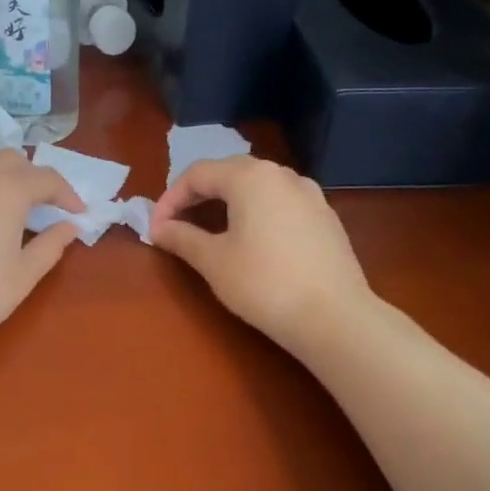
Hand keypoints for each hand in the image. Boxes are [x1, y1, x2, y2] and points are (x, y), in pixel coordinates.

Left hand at [0, 151, 83, 363]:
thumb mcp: (22, 275)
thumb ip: (50, 245)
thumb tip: (69, 226)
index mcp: (6, 189)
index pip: (46, 178)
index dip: (67, 194)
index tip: (78, 212)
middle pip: (11, 161)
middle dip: (33, 179)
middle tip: (44, 207)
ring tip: (5, 205)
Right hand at [149, 156, 373, 352]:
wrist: (334, 316)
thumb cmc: (263, 283)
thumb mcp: (214, 261)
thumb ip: (182, 238)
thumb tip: (160, 228)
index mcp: (250, 177)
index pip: (198, 174)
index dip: (170, 199)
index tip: (155, 229)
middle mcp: (282, 175)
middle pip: (229, 173)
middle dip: (198, 196)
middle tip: (177, 225)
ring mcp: (310, 195)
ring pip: (258, 187)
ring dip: (228, 203)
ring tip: (211, 231)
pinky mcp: (326, 218)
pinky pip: (281, 204)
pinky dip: (256, 214)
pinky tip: (253, 243)